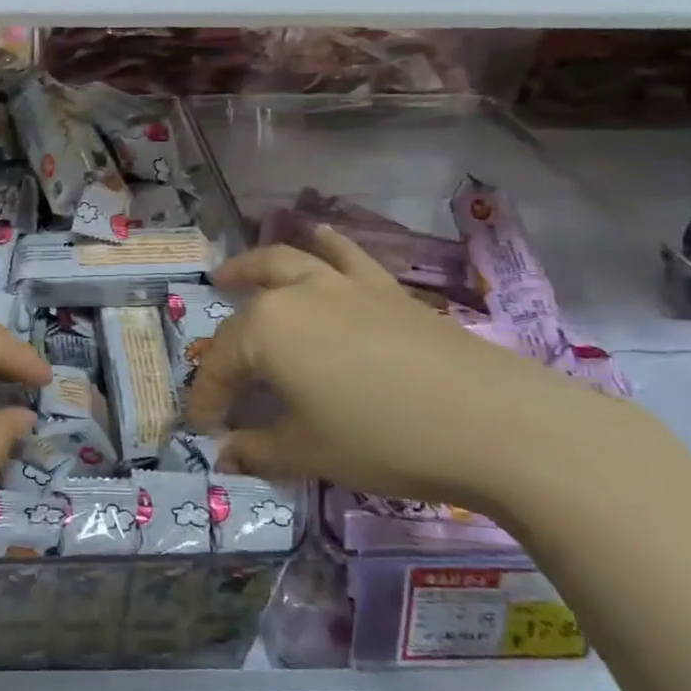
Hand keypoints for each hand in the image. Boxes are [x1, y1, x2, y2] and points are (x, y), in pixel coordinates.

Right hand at [185, 227, 636, 512]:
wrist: (489, 420)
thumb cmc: (382, 438)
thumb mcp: (308, 452)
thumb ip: (259, 450)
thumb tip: (227, 455)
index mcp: (265, 333)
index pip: (220, 366)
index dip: (206, 399)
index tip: (201, 428)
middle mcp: (295, 296)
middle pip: (247, 309)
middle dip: (223, 334)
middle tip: (213, 358)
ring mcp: (342, 286)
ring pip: (286, 263)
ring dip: (254, 265)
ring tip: (236, 271)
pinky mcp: (384, 289)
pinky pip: (346, 256)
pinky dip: (327, 244)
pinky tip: (320, 235)